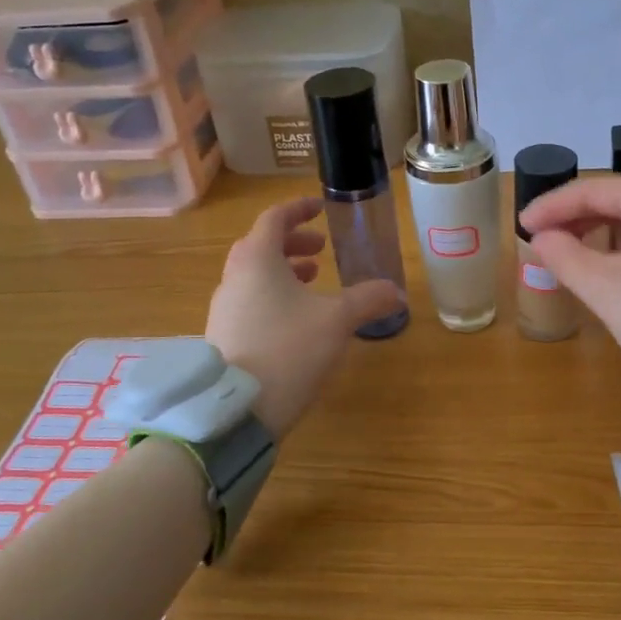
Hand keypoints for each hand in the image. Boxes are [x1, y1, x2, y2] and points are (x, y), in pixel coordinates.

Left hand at [205, 198, 402, 438]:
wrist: (236, 411)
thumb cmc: (288, 350)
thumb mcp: (337, 320)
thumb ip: (368, 299)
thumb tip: (397, 292)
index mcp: (257, 260)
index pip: (274, 218)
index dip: (299, 209)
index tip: (321, 208)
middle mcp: (234, 278)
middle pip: (260, 246)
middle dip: (293, 242)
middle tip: (322, 250)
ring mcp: (223, 310)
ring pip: (253, 276)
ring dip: (284, 271)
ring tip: (313, 282)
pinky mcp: (223, 338)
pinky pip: (249, 301)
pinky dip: (273, 296)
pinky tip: (297, 321)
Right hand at [521, 174, 620, 427]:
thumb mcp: (608, 293)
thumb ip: (566, 257)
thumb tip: (543, 238)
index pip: (589, 190)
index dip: (550, 207)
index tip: (521, 226)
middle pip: (620, 197)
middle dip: (579, 219)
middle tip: (546, 244)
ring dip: (609, 231)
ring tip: (581, 259)